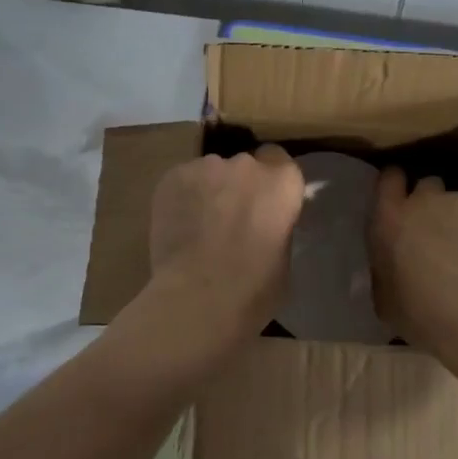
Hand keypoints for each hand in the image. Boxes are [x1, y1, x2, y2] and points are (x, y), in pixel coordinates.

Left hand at [143, 146, 304, 351]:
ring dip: (209, 191)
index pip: (279, 160)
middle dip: (238, 186)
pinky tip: (178, 227)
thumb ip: (276, 225)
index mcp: (282, 181)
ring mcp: (206, 166)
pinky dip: (182, 198)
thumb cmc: (254, 289)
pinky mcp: (172, 176)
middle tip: (230, 219)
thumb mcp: (284, 255)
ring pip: (210, 173)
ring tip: (199, 227)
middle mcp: (246, 165)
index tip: (263, 202)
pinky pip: (182, 182)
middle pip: (244, 166)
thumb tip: (263, 224)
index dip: (270, 181)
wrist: (199, 297)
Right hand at [370, 169, 457, 357]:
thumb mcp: (386, 299)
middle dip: (428, 201)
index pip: (388, 179)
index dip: (394, 185)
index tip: (398, 198)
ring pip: (457, 203)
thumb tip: (392, 267)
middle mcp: (425, 201)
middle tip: (432, 230)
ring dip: (457, 220)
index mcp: (390, 219)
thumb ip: (385, 270)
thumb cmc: (424, 312)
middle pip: (426, 184)